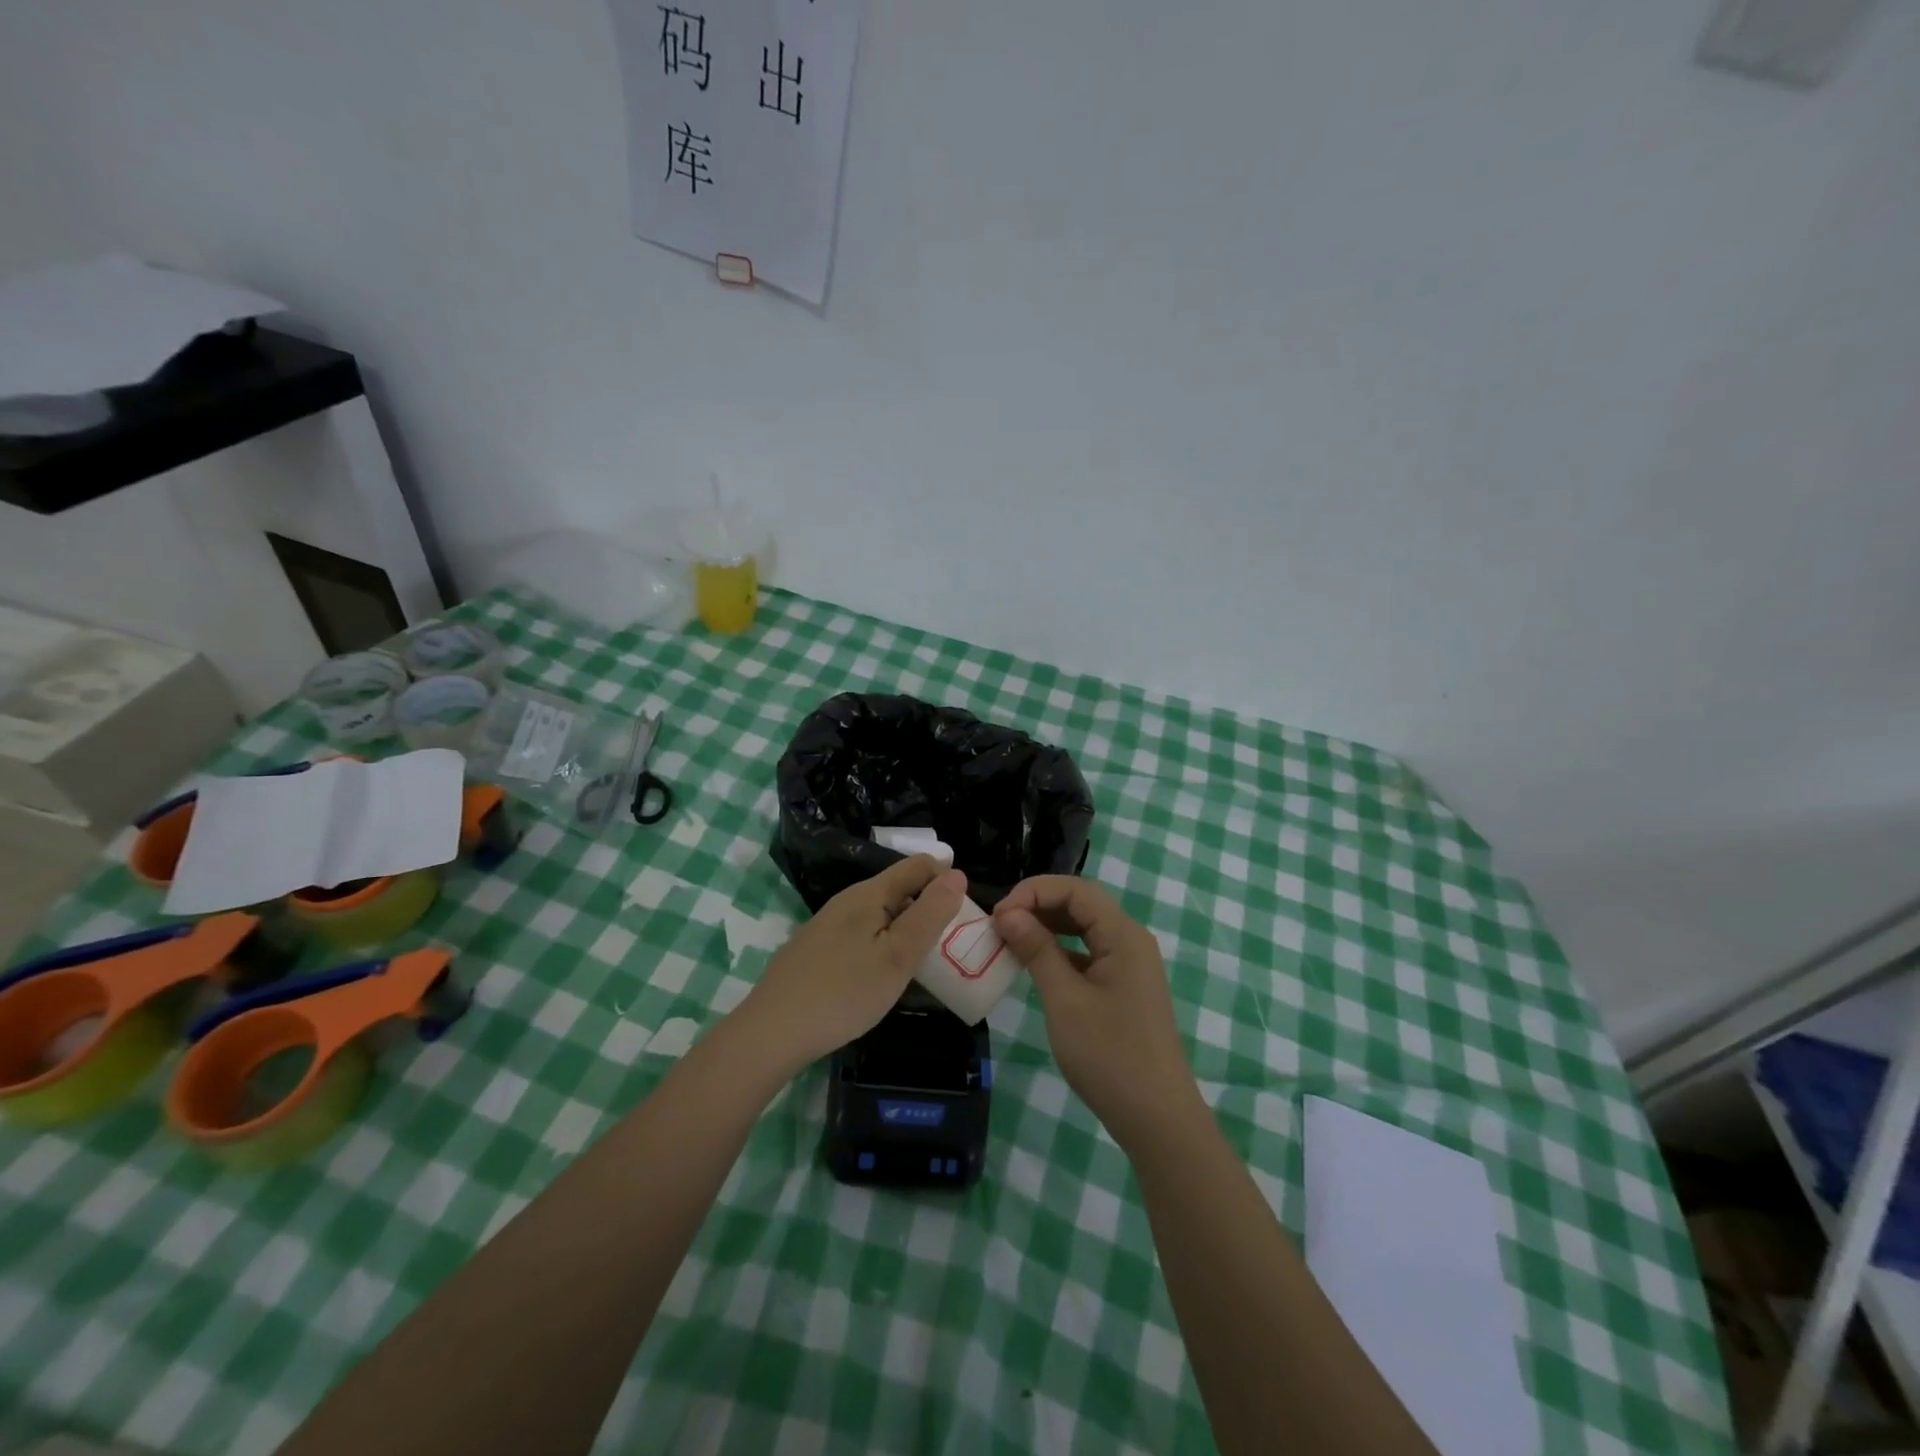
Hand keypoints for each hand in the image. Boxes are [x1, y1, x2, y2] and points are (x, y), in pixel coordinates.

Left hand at [735, 855, 967, 1077]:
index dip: (946, 880)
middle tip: (947, 947)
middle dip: (927, 908)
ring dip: (905, 930)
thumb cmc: (844, 992)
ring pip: (879, 914)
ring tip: (920, 965)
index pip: (918, 866)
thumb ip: (930, 914)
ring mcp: (828, 925)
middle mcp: (847, 900)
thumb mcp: (898, 955)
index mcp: (869, 893)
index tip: (962, 916)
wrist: (772, 1032)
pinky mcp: (816, 950)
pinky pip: (861, 935)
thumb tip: (957, 873)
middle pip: (899, 889)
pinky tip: (880, 978)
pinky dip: (881, 946)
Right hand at [994, 875, 1200, 1149]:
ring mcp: (1129, 964)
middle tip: (999, 925)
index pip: (1075, 889)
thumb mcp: (1065, 1000)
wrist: (1157, 1118)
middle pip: (1081, 904)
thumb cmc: (1109, 1055)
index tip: (998, 914)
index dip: (1033, 892)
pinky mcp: (1124, 987)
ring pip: (1083, 928)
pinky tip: (1034, 965)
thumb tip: (1007, 913)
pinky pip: (1088, 953)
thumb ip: (1037, 950)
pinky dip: (1059, 952)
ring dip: (1046, 927)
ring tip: (1009, 941)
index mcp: (1123, 935)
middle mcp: (1130, 940)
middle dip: (1038, 906)